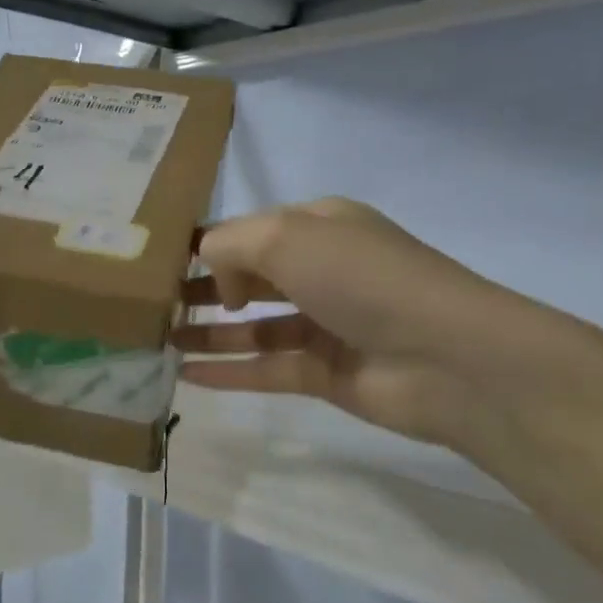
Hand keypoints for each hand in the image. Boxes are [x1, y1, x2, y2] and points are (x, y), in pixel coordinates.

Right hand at [173, 198, 530, 448]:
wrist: (447, 358)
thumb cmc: (362, 279)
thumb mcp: (287, 238)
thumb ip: (230, 246)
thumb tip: (215, 277)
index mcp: (320, 226)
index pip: (251, 230)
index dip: (208, 244)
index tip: (161, 262)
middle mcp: (323, 270)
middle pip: (251, 277)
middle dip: (204, 287)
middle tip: (155, 303)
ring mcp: (327, 324)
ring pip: (255, 327)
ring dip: (210, 332)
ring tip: (161, 339)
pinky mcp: (327, 373)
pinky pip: (267, 368)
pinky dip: (229, 371)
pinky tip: (185, 376)